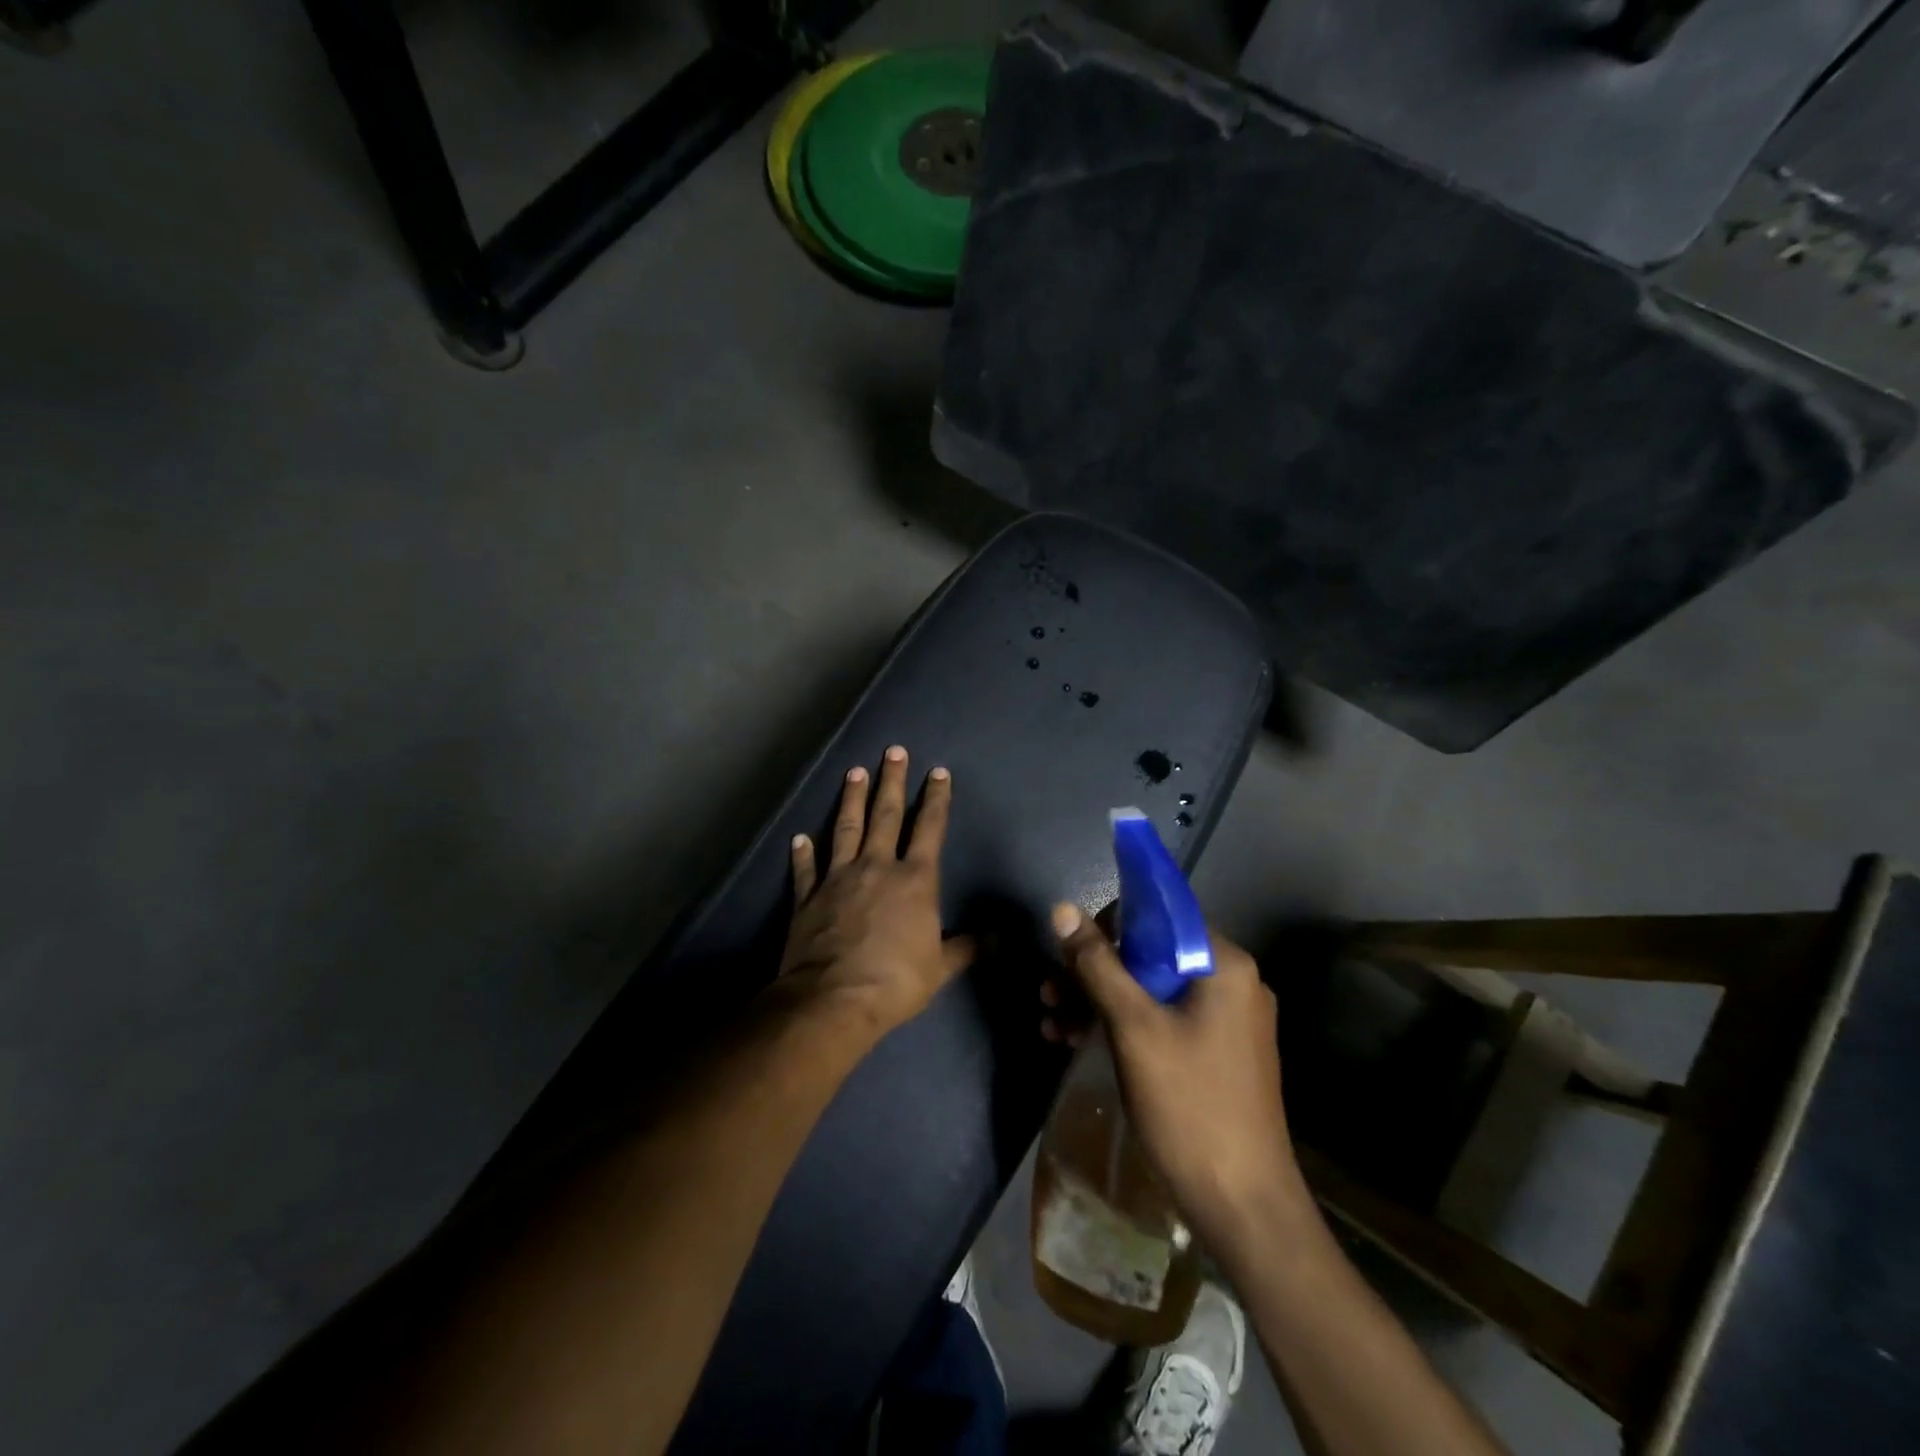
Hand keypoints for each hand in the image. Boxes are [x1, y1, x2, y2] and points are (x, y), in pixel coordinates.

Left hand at [779, 746, 974, 1039]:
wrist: (834, 999)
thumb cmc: (896, 981)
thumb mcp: (940, 967)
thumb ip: (965, 947)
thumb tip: (996, 937)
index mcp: (914, 880)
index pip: (929, 829)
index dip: (935, 799)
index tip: (937, 772)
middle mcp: (877, 867)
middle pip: (885, 815)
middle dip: (891, 781)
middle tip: (892, 751)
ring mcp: (838, 878)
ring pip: (846, 829)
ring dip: (851, 799)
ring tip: (854, 771)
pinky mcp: (809, 897)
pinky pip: (806, 869)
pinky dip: (803, 852)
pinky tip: (800, 837)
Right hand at [1044, 904, 1305, 1242]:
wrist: (1242, 1205)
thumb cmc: (1189, 1104)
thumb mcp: (1133, 1027)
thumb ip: (1097, 964)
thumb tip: (1063, 909)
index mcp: (1224, 965)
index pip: (1162, 915)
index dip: (1111, 924)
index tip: (1071, 948)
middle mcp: (1231, 983)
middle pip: (1152, 955)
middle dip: (1094, 971)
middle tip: (1049, 990)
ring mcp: (1226, 1021)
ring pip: (1152, 990)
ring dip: (1099, 1001)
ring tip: (1051, 1021)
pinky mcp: (1215, 1053)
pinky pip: (1162, 1021)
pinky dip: (1122, 1026)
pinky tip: (1074, 1041)